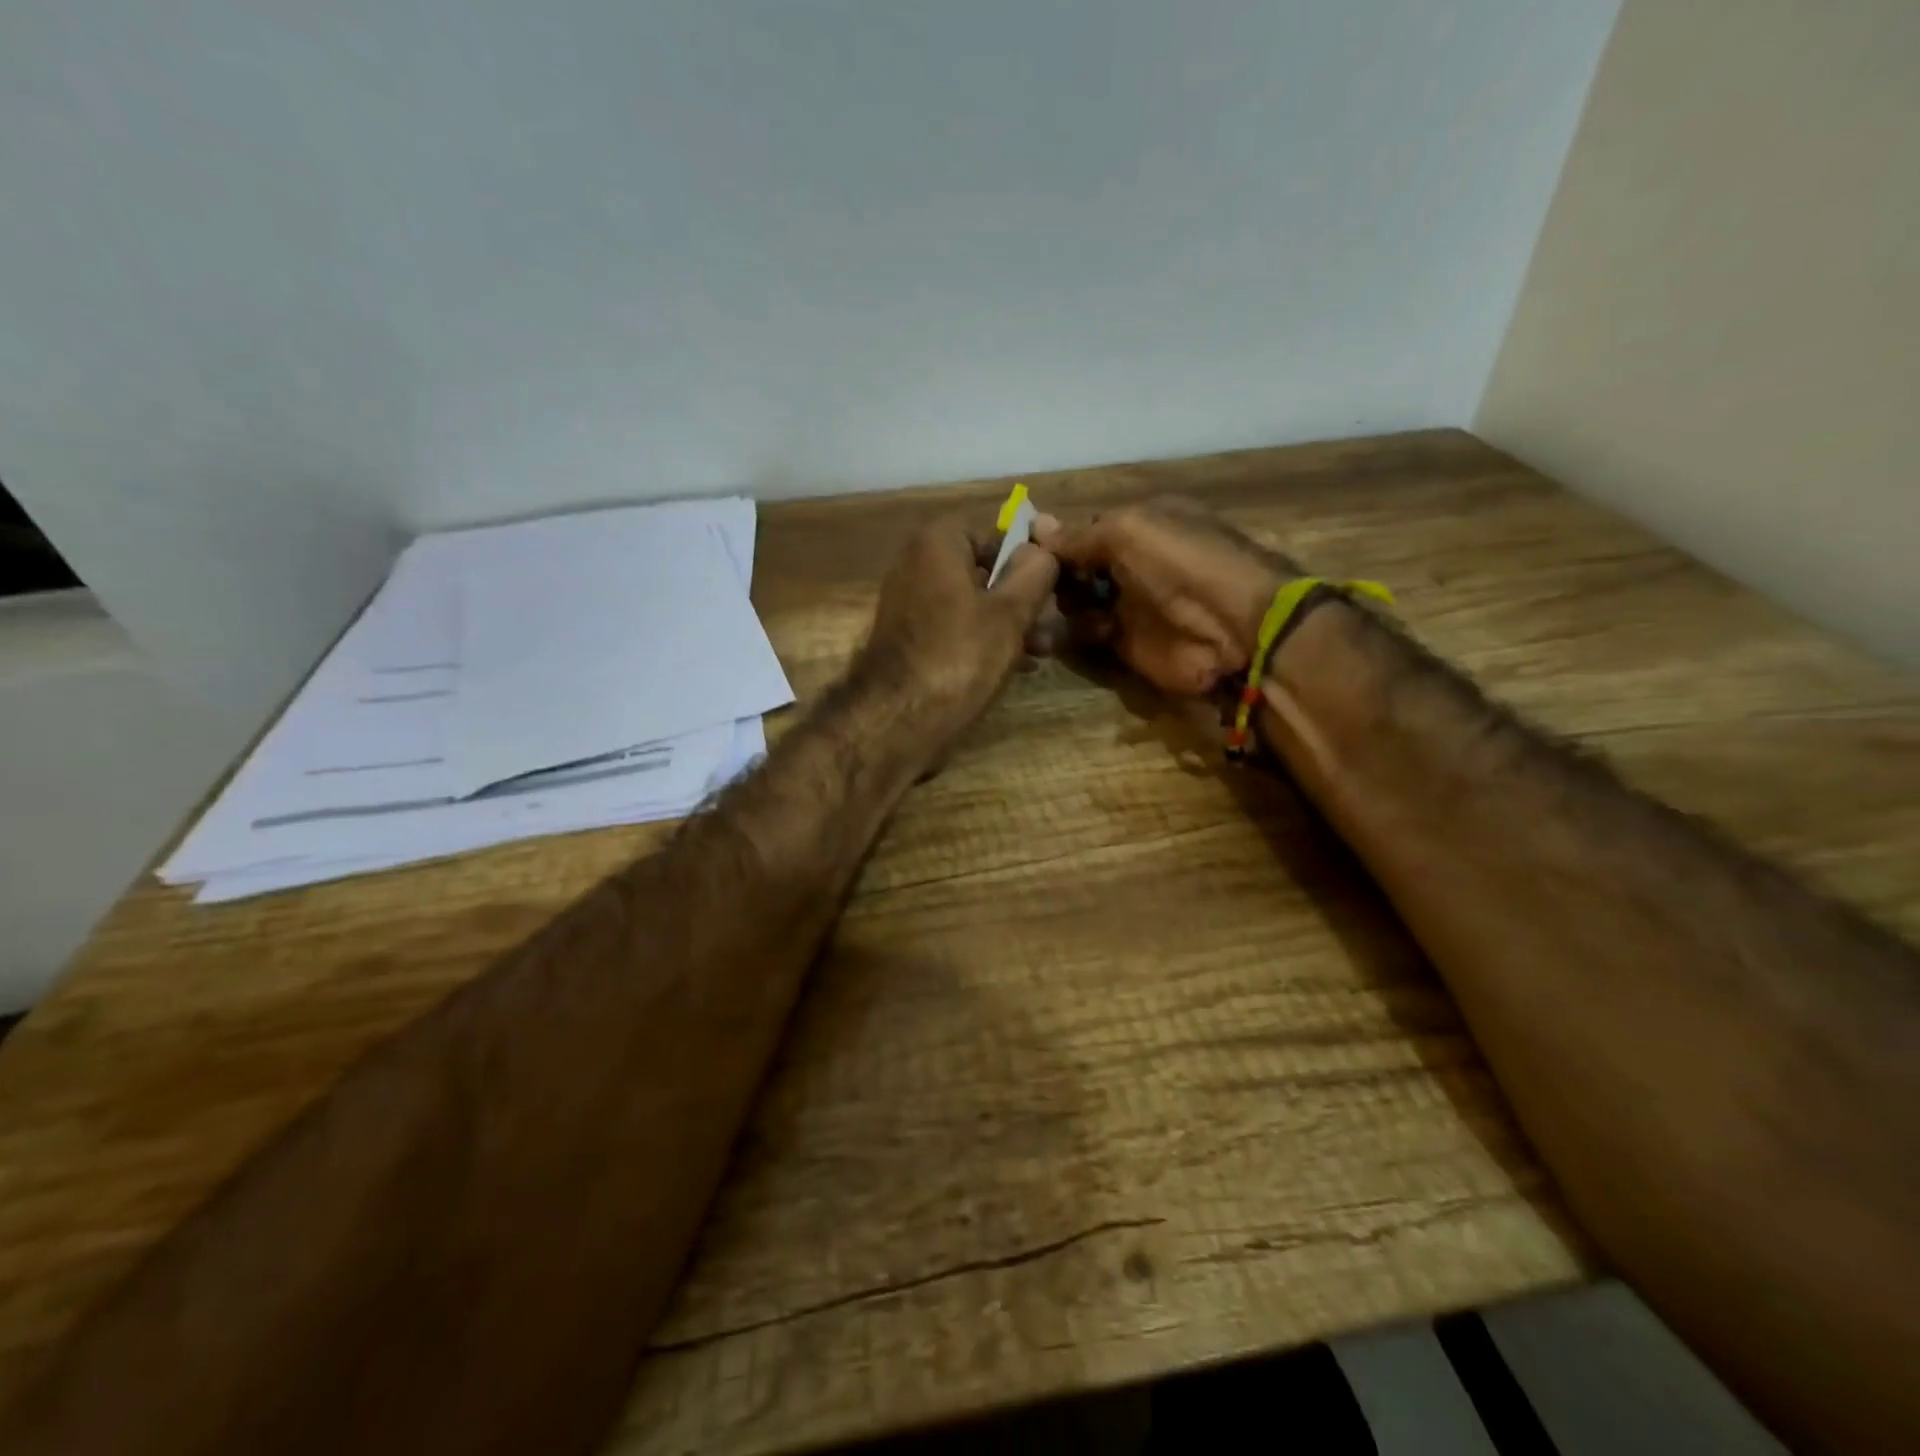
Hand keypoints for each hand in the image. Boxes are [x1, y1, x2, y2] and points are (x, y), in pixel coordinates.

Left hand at [857, 514, 1059, 739]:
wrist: (897, 719)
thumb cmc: (960, 656)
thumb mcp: (1011, 612)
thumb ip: (1035, 572)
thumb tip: (1043, 550)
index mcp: (937, 543)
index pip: (997, 533)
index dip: (1031, 557)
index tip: (1057, 586)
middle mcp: (917, 564)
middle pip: (986, 570)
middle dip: (1023, 598)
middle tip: (1053, 626)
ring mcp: (910, 603)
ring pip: (974, 602)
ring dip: (1010, 623)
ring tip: (1041, 652)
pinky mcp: (910, 638)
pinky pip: (956, 626)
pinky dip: (984, 639)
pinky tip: (1016, 664)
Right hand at [1034, 497, 1301, 696]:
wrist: (1231, 627)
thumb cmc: (1181, 563)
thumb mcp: (1128, 532)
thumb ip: (1079, 535)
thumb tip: (1035, 526)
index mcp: (1142, 524)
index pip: (1087, 528)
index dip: (1059, 539)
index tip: (1026, 550)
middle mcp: (1134, 561)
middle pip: (1078, 566)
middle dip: (1056, 573)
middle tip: (1034, 583)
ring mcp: (1130, 602)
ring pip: (1077, 600)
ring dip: (1061, 603)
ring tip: (1050, 607)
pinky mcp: (1126, 641)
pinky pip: (1087, 632)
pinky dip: (1075, 632)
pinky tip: (1075, 630)